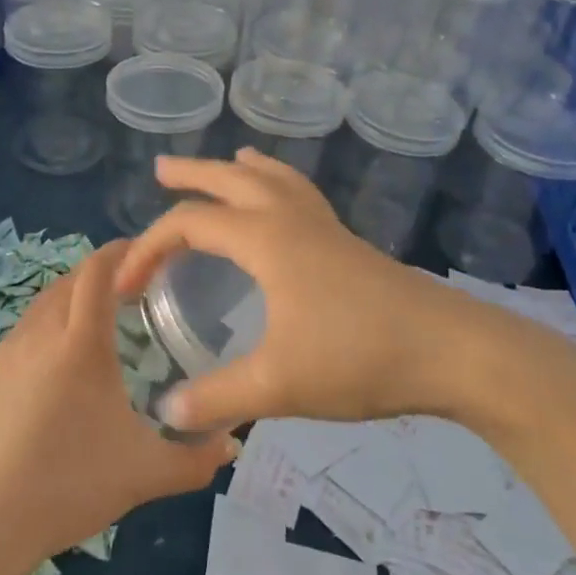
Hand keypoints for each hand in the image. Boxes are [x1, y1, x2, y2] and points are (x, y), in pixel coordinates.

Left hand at [0, 240, 234, 574]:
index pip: (97, 270)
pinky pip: (23, 330)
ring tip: (98, 318)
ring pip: (43, 303)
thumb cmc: (69, 487)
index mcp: (80, 344)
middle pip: (70, 280)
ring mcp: (6, 352)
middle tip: (132, 287)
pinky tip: (59, 361)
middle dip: (99, 272)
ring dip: (71, 296)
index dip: (120, 250)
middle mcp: (40, 333)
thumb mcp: (144, 475)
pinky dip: (47, 323)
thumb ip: (196, 459)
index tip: (145, 250)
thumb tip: (232, 445)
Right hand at [115, 150, 491, 432]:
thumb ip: (218, 397)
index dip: (149, 249)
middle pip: (231, 180)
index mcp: (266, 240)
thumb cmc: (359, 357)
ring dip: (241, 170)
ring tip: (229, 162)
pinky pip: (300, 194)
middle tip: (161, 169)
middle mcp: (290, 219)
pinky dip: (279, 184)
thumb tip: (165, 412)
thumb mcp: (279, 384)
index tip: (125, 287)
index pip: (191, 225)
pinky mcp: (347, 242)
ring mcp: (324, 227)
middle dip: (192, 174)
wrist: (450, 350)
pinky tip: (285, 203)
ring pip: (274, 179)